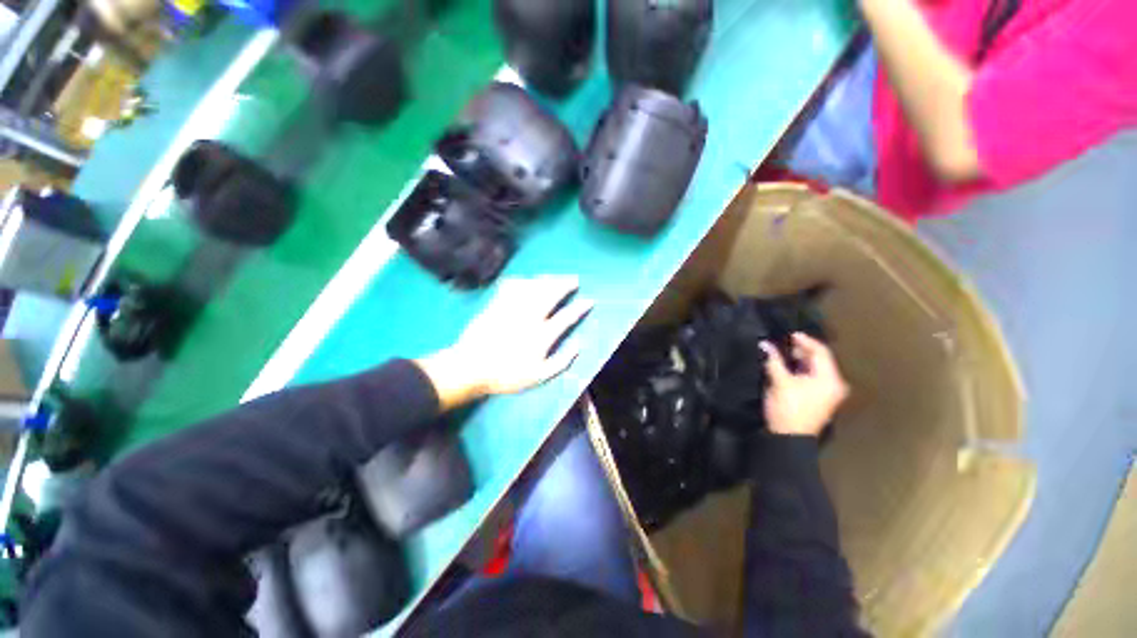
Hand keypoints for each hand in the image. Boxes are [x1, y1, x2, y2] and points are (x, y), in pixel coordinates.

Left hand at [416, 275, 593, 409]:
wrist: (470, 368)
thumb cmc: (507, 375)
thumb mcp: (539, 376)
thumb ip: (561, 361)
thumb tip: (579, 346)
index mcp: (542, 335)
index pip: (567, 317)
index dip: (580, 308)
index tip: (590, 300)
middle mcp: (530, 317)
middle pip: (551, 294)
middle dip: (565, 284)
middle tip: (574, 279)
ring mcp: (512, 308)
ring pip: (533, 287)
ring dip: (547, 279)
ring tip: (555, 277)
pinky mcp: (497, 304)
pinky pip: (511, 286)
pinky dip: (521, 281)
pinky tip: (526, 280)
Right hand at [761, 333, 848, 436]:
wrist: (791, 438)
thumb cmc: (788, 408)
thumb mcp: (780, 382)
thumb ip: (773, 361)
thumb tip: (764, 344)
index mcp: (829, 379)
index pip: (821, 352)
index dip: (805, 341)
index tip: (789, 335)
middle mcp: (834, 384)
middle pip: (820, 360)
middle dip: (802, 350)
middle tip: (785, 343)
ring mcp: (828, 393)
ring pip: (816, 369)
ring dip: (801, 360)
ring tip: (784, 353)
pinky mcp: (820, 399)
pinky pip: (814, 378)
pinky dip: (802, 370)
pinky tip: (789, 368)